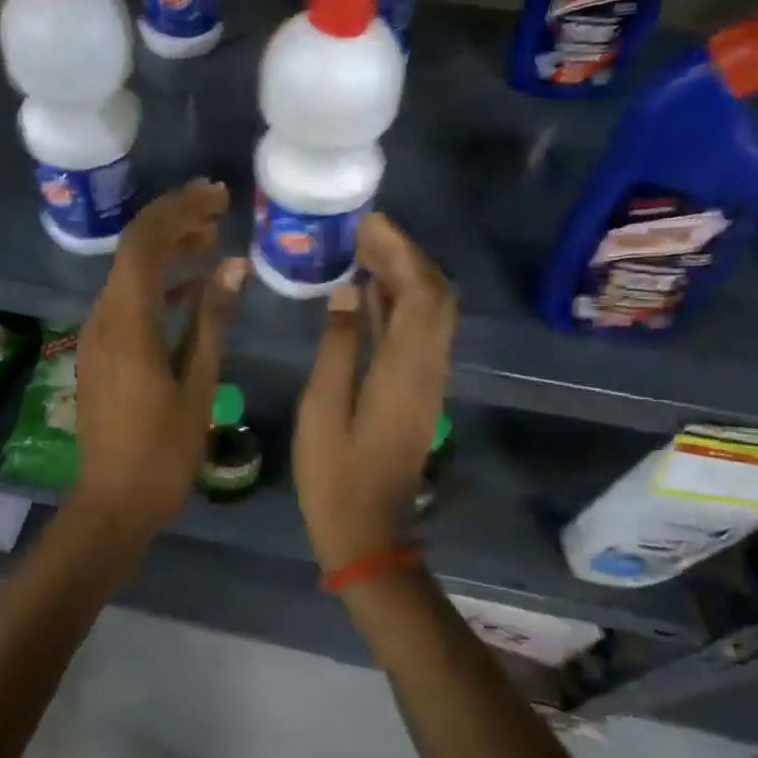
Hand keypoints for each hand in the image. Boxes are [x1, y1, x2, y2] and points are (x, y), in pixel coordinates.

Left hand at [70, 180, 246, 542]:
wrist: (114, 502)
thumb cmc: (164, 451)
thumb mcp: (199, 383)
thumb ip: (213, 320)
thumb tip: (232, 266)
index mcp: (127, 323)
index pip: (144, 243)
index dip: (178, 210)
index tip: (217, 195)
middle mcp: (104, 318)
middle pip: (134, 250)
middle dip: (175, 222)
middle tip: (219, 207)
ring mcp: (98, 335)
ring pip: (131, 274)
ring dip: (169, 251)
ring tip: (213, 237)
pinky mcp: (102, 351)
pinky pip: (129, 302)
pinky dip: (160, 285)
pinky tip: (194, 284)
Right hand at [293, 213, 456, 573]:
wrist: (369, 533)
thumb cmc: (334, 477)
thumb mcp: (322, 410)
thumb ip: (336, 346)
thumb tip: (345, 291)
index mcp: (404, 371)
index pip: (421, 294)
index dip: (400, 252)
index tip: (368, 224)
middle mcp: (427, 369)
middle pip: (435, 297)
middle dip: (406, 255)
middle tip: (363, 231)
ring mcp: (427, 381)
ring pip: (432, 313)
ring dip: (405, 276)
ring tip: (364, 249)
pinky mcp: (419, 391)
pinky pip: (419, 333)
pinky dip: (399, 304)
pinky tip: (368, 293)